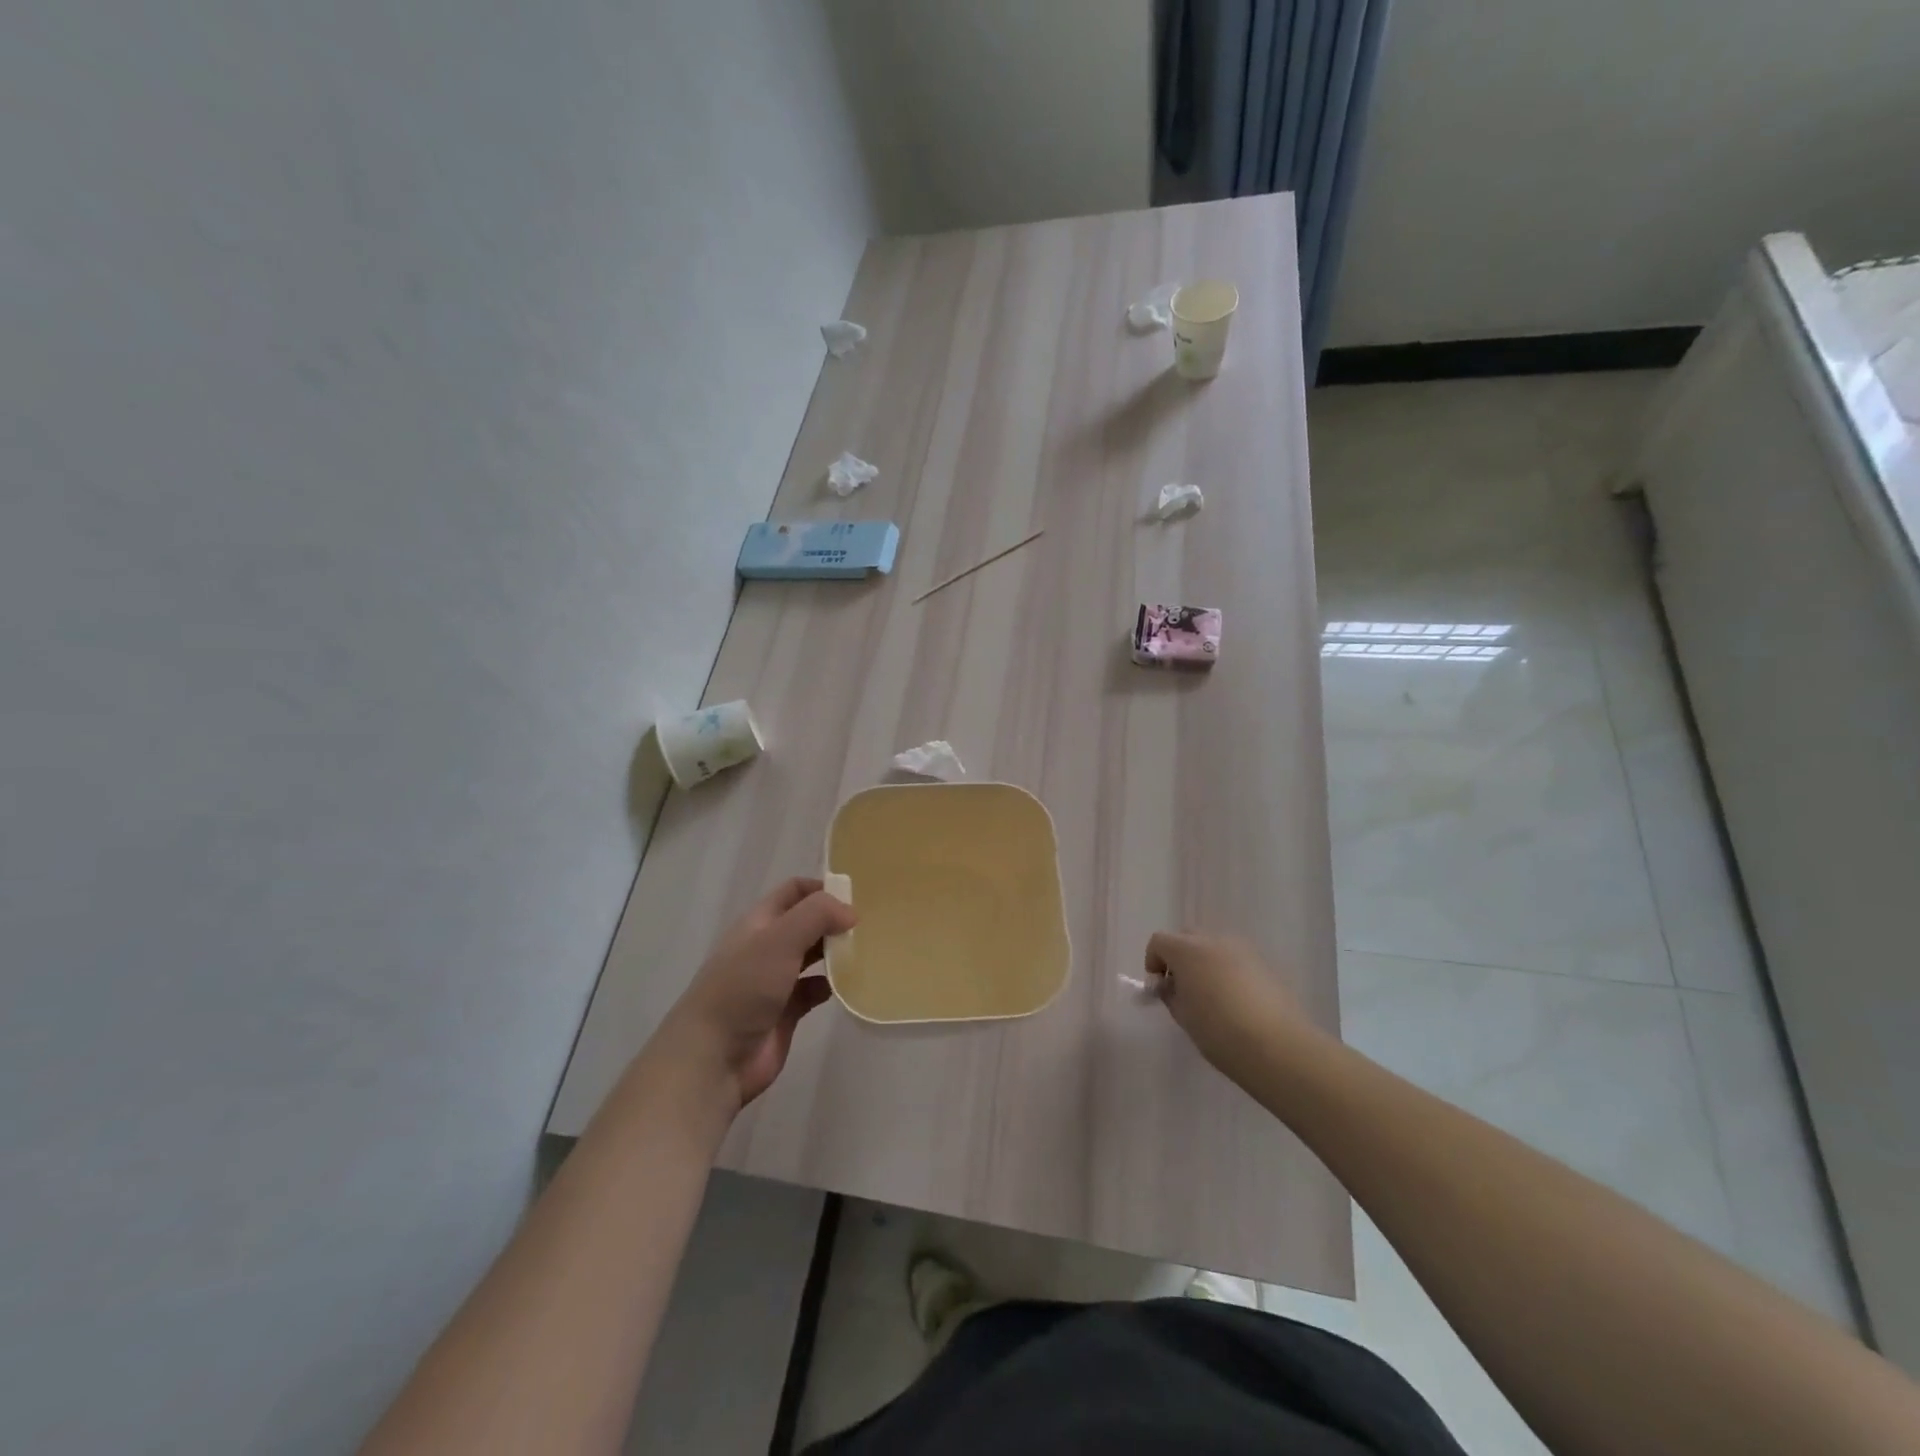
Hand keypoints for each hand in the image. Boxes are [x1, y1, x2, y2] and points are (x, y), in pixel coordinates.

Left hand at [661, 878, 856, 1110]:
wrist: (713, 1058)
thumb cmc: (743, 988)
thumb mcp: (779, 939)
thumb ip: (817, 915)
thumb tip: (851, 913)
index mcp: (759, 922)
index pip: (793, 891)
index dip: (822, 888)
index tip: (856, 896)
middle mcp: (767, 947)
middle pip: (806, 923)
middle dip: (834, 920)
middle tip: (870, 924)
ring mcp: (775, 981)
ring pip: (812, 956)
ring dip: (836, 952)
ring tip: (867, 951)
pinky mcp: (786, 1013)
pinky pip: (814, 991)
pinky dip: (831, 986)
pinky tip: (849, 986)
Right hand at [1145, 931, 1319, 1081]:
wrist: (1276, 1047)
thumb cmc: (1219, 1031)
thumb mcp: (1183, 1016)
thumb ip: (1170, 994)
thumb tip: (1170, 987)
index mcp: (1187, 950)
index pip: (1159, 942)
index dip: (1153, 962)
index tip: (1159, 990)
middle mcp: (1214, 940)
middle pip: (1187, 937)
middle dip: (1178, 958)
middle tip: (1182, 989)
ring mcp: (1242, 950)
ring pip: (1213, 946)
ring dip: (1204, 963)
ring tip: (1210, 997)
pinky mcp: (1264, 964)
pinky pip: (1235, 960)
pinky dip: (1227, 972)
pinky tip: (1234, 1002)